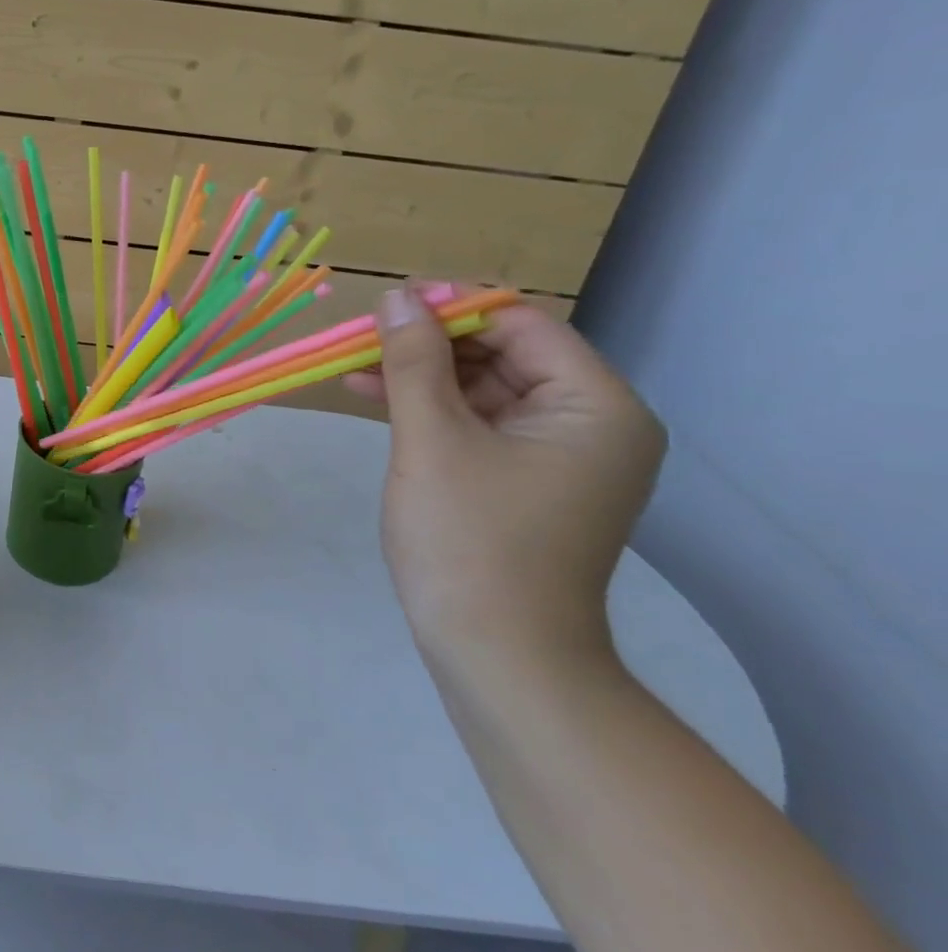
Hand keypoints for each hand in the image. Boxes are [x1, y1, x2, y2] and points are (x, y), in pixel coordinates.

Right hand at [344, 288, 665, 668]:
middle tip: (363, 336)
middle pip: (505, 355)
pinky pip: (480, 428)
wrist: (497, 656)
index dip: (454, 306)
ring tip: (355, 367)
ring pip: (485, 391)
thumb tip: (398, 296)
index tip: (389, 303)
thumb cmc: (469, 540)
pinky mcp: (528, 485)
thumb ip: (415, 361)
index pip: (523, 325)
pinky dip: (433, 413)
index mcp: (595, 406)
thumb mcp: (433, 439)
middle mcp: (591, 425)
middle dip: (432, 343)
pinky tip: (379, 401)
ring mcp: (561, 459)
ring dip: (423, 377)